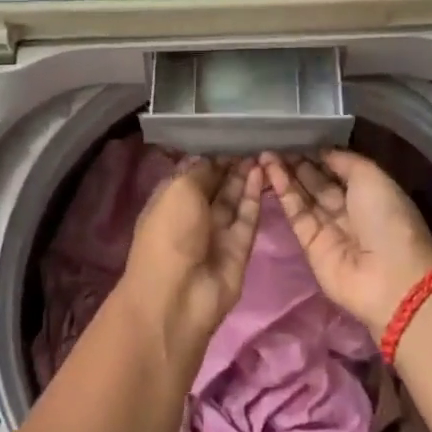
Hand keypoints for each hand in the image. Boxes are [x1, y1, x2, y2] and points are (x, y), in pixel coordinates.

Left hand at [122, 158, 263, 342]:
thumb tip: (212, 158)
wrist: (178, 296)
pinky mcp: (238, 248)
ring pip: (233, 200)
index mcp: (169, 201)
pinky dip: (254, 195)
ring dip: (244, 177)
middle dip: (230, 165)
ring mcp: (216, 233)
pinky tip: (262, 172)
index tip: (229, 135)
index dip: (209, 156)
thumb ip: (200, 171)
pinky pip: (248, 217)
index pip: (192, 173)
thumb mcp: (178, 191)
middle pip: (215, 186)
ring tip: (261, 151)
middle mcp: (192, 216)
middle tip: (251, 140)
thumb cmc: (169, 234)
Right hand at [261, 150, 431, 334]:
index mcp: (370, 193)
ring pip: (304, 196)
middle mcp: (349, 209)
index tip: (296, 137)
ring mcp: (329, 228)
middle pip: (318, 182)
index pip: (339, 169)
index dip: (318, 154)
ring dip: (286, 175)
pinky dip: (284, 193)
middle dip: (298, 163)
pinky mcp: (310, 245)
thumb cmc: (387, 219)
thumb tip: (321, 152)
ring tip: (265, 154)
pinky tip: (270, 172)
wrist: (388, 276)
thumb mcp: (372, 177)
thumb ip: (344, 161)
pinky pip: (296, 214)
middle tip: (275, 143)